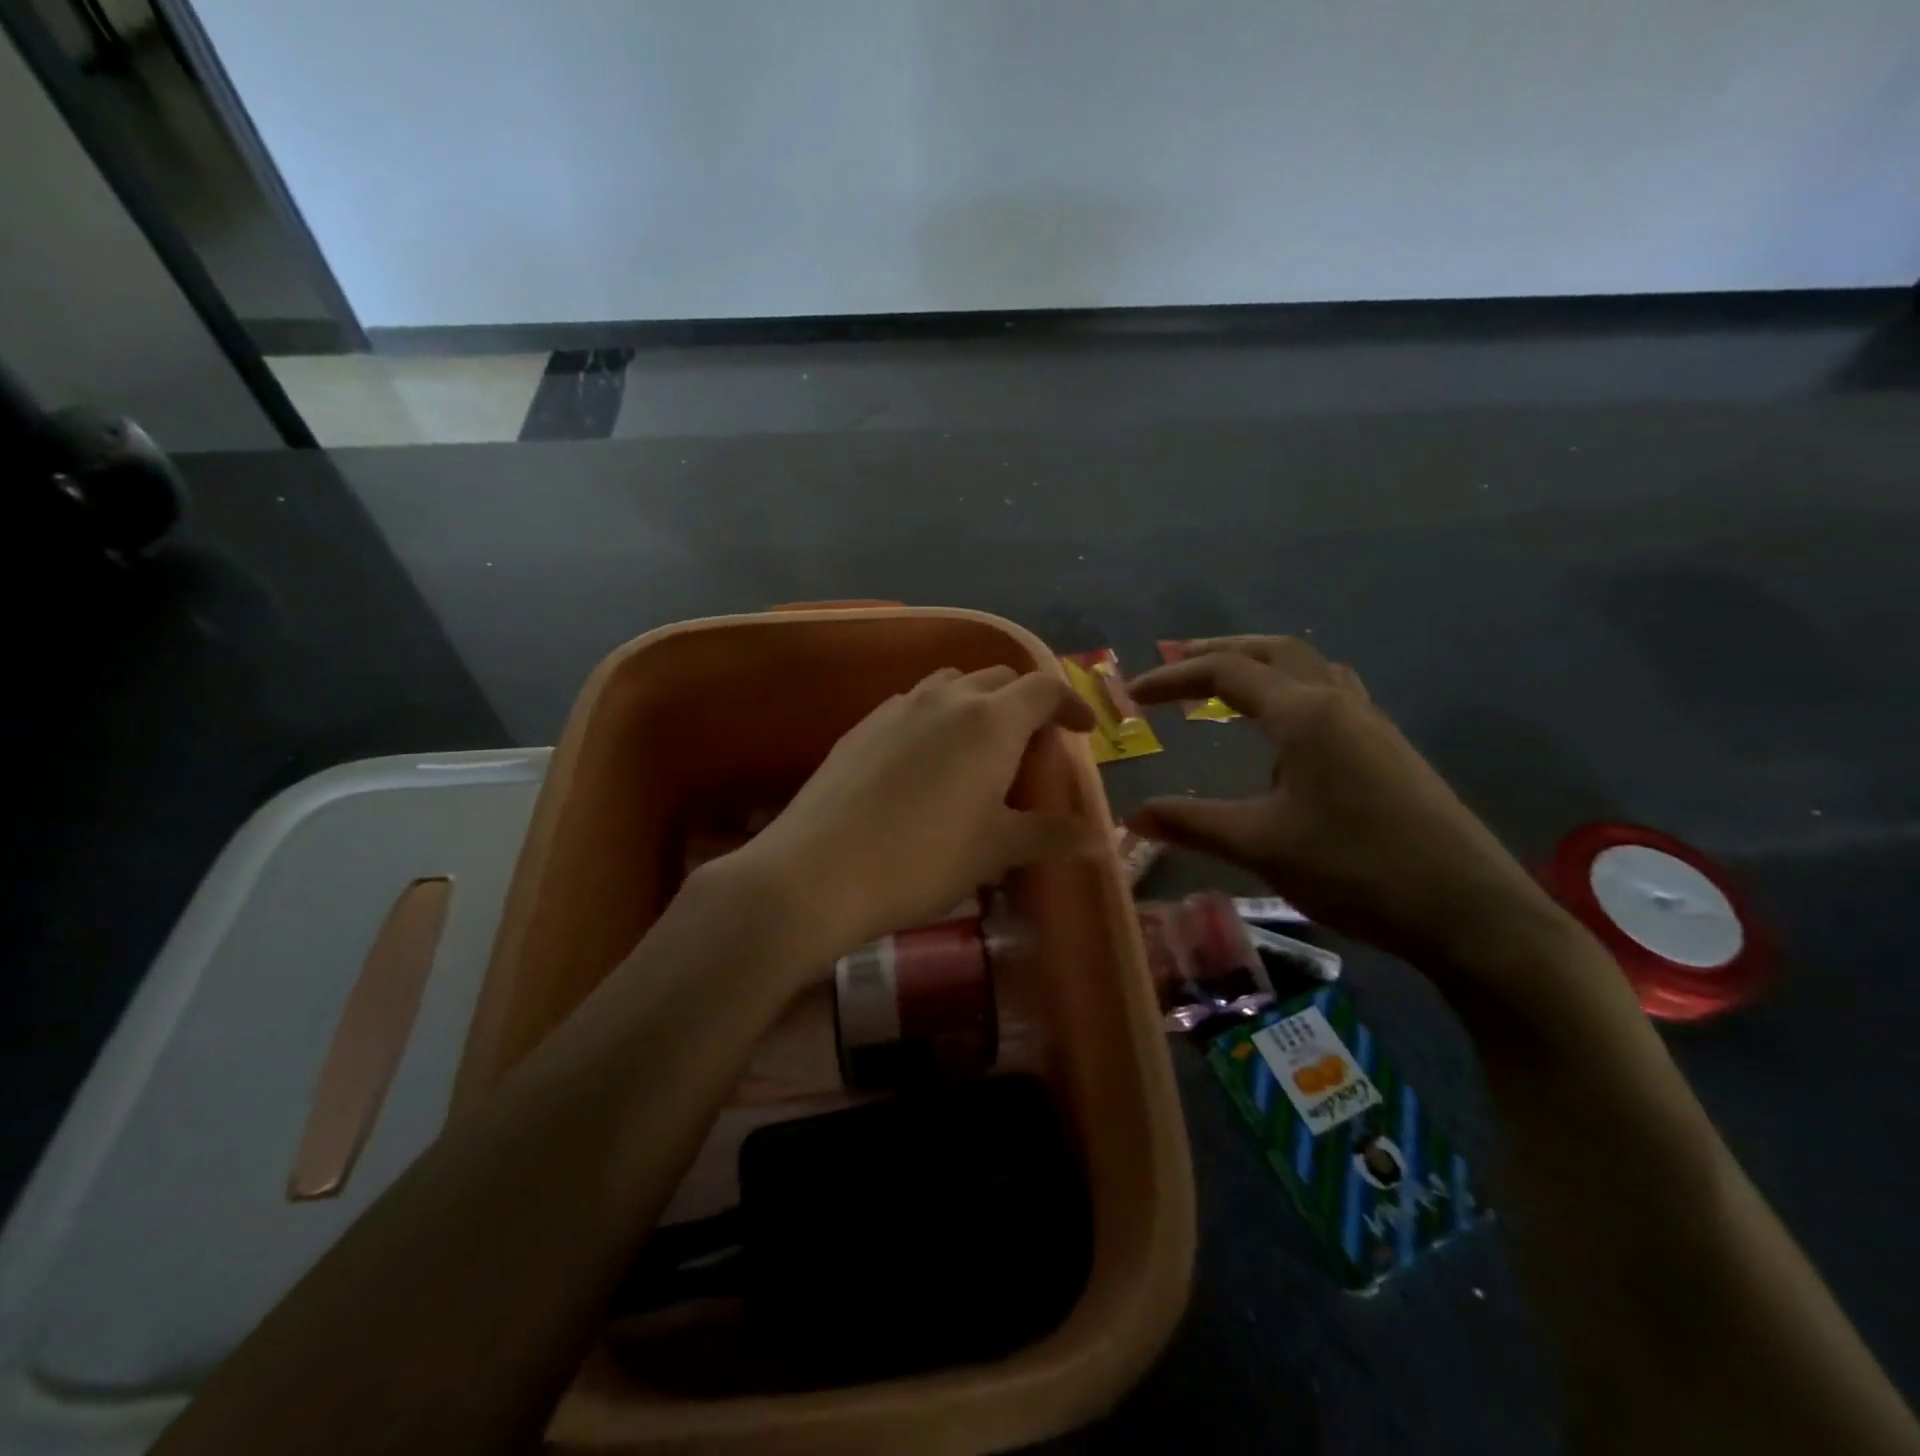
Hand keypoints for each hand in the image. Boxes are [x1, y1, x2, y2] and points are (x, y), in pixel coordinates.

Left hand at [728, 666, 1100, 968]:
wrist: (818, 871)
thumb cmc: (924, 859)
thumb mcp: (996, 850)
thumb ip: (1049, 834)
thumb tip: (1095, 838)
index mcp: (991, 720)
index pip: (1044, 688)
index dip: (1072, 703)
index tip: (1084, 729)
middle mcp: (946, 699)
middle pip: (999, 678)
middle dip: (1025, 702)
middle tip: (1032, 746)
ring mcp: (897, 707)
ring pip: (951, 686)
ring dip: (977, 705)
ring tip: (979, 748)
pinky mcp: (861, 726)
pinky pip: (912, 705)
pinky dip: (936, 719)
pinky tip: (925, 763)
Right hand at [1127, 636, 1573, 984]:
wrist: (1471, 912)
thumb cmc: (1358, 869)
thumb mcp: (1262, 846)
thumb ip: (1192, 824)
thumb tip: (1131, 816)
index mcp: (1304, 714)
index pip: (1226, 673)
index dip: (1173, 677)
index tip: (1132, 694)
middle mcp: (1339, 703)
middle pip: (1273, 651)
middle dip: (1219, 651)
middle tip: (1177, 663)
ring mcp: (1371, 724)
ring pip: (1308, 669)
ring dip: (1261, 666)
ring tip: (1226, 688)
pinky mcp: (1389, 751)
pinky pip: (1331, 697)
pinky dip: (1292, 693)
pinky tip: (1284, 737)